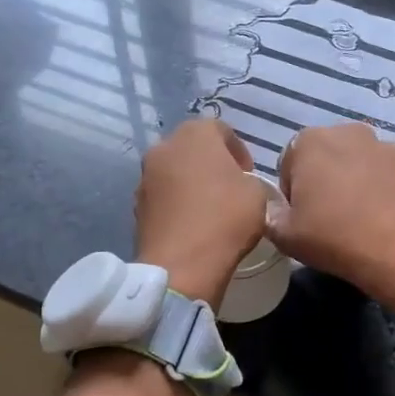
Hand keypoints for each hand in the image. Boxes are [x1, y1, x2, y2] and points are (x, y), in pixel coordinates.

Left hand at [135, 117, 266, 306]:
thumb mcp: (257, 194)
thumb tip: (237, 184)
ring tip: (208, 207)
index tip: (249, 174)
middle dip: (210, 163)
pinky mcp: (136, 205)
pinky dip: (176, 203)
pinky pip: (163, 195)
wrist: (181, 265)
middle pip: (192, 147)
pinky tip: (191, 223)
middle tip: (228, 187)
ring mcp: (145, 177)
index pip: (220, 130)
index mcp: (195, 134)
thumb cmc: (225, 219)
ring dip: (190, 182)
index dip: (238, 151)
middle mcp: (164, 147)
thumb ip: (248, 179)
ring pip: (174, 171)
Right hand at [267, 123, 394, 324]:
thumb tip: (275, 209)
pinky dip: (392, 191)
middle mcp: (351, 133)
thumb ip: (271, 215)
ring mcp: (389, 147)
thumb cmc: (333, 236)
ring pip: (366, 163)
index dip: (293, 190)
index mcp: (311, 141)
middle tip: (330, 215)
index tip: (301, 215)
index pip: (291, 162)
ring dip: (361, 181)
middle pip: (331, 155)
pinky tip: (390, 218)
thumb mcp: (285, 235)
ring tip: (363, 218)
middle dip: (329, 178)